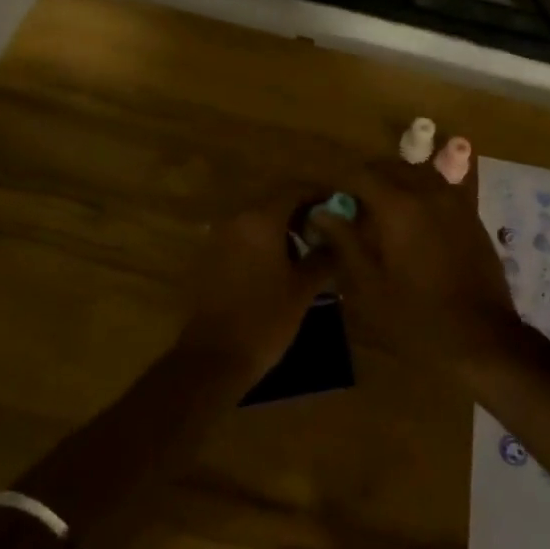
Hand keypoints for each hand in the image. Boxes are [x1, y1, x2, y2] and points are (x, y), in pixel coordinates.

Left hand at [176, 189, 334, 388]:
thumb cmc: (264, 319)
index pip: (295, 190)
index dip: (320, 195)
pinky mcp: (210, 257)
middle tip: (325, 231)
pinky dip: (263, 242)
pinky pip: (243, 238)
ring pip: (258, 220)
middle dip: (302, 212)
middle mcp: (237, 219)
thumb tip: (338, 239)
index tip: (339, 207)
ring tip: (305, 252)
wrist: (213, 358)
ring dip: (282, 228)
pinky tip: (278, 267)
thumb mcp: (302, 289)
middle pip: (275, 202)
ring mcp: (219, 237)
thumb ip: (323, 256)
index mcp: (261, 219)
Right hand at [309, 154, 523, 381]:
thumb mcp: (370, 287)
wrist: (484, 339)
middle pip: (389, 168)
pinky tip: (414, 215)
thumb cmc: (418, 318)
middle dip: (366, 179)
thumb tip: (320, 212)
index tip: (325, 195)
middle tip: (350, 204)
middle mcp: (427, 192)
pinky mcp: (471, 214)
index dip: (338, 180)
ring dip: (394, 181)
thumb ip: (344, 242)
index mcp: (398, 206)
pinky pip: (439, 187)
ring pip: (416, 173)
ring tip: (380, 208)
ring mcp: (454, 200)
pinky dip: (420, 191)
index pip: (360, 175)